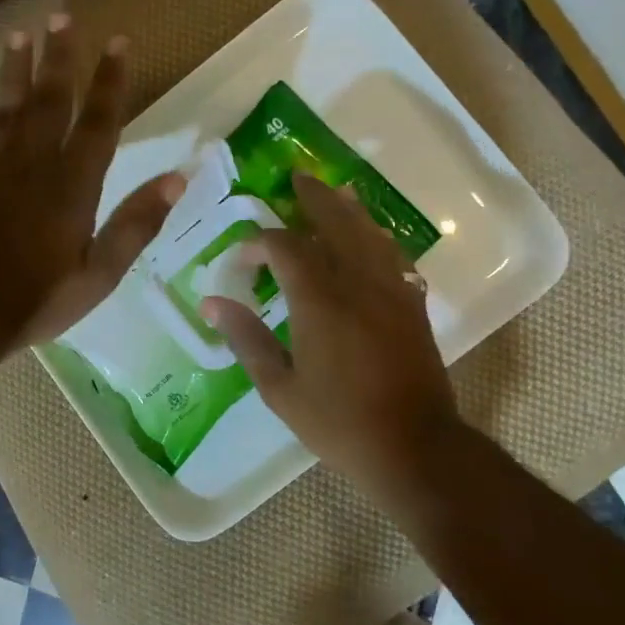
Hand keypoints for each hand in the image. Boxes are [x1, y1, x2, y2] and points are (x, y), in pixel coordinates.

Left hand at [0, 15, 183, 351]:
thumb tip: (178, 178)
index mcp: (73, 185)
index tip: (118, 42)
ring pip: (5, 110)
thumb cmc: (38, 300)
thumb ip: (136, 223)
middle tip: (63, 16)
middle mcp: (33, 165)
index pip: (99, 123)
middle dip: (59, 59)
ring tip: (19, 35)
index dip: (111, 82)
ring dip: (13, 72)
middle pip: (50, 102)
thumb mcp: (100, 273)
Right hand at [200, 173, 463, 494]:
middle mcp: (357, 282)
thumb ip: (246, 340)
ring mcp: (391, 290)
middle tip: (296, 178)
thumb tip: (211, 304)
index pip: (285, 248)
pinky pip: (394, 255)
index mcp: (320, 301)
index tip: (242, 253)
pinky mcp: (412, 304)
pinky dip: (377, 237)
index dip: (260, 241)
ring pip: (369, 233)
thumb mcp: (280, 389)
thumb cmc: (339, 421)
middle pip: (335, 222)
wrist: (414, 446)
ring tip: (334, 191)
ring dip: (348, 209)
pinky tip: (371, 236)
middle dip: (312, 198)